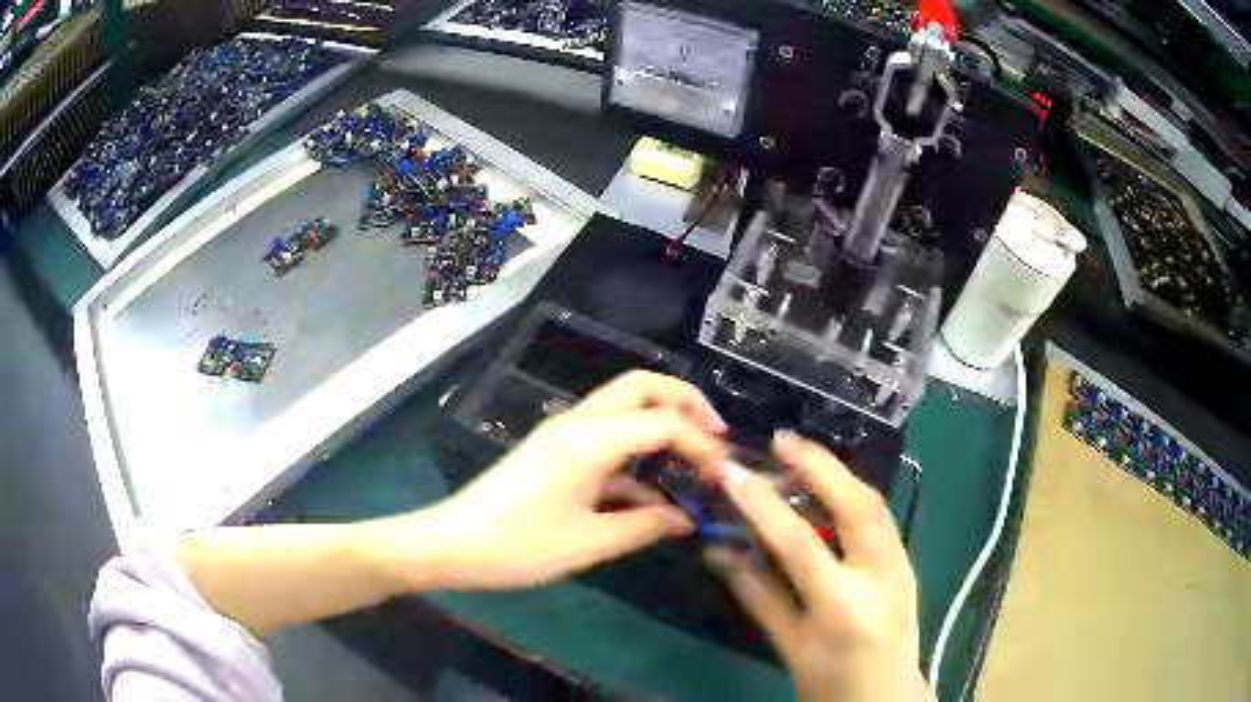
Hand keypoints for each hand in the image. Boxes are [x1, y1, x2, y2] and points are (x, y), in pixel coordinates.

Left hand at [397, 371, 729, 589]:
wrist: (453, 544)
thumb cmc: (519, 545)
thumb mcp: (589, 543)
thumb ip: (644, 526)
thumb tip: (686, 519)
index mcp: (590, 439)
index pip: (663, 421)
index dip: (700, 443)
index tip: (722, 475)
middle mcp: (579, 422)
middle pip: (642, 386)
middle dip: (685, 404)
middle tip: (714, 439)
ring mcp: (563, 433)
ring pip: (624, 407)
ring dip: (661, 424)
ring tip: (691, 463)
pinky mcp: (554, 450)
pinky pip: (606, 437)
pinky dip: (635, 453)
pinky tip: (650, 494)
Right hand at [706, 431, 927, 701]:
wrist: (887, 699)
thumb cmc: (831, 683)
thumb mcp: (789, 645)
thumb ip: (757, 595)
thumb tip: (719, 551)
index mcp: (843, 605)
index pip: (799, 542)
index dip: (761, 504)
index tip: (734, 472)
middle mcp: (881, 575)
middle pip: (855, 503)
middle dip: (819, 464)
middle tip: (782, 441)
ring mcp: (902, 565)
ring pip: (875, 502)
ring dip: (838, 473)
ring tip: (802, 457)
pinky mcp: (908, 562)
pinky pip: (880, 517)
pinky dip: (853, 494)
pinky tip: (830, 490)